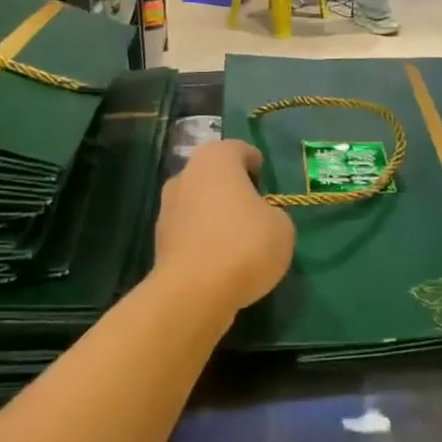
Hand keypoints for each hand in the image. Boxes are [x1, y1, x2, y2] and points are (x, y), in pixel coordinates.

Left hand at [154, 140, 294, 314]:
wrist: (194, 292)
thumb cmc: (244, 245)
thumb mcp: (282, 227)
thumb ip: (272, 214)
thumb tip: (259, 219)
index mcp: (215, 159)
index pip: (238, 149)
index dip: (254, 161)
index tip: (264, 177)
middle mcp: (186, 175)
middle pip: (213, 174)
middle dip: (231, 187)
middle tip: (253, 206)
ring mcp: (167, 208)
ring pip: (198, 202)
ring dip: (214, 213)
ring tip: (237, 237)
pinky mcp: (159, 240)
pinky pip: (189, 231)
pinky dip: (203, 238)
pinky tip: (220, 259)